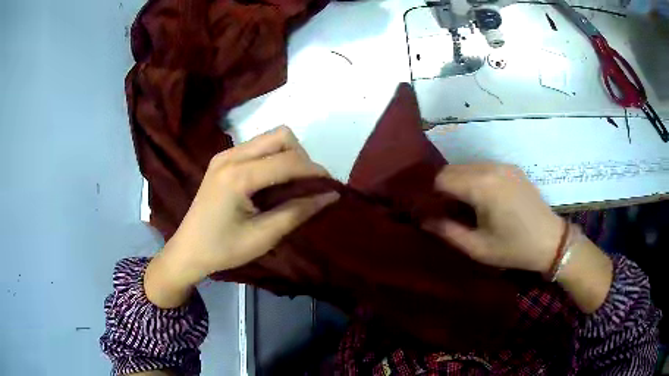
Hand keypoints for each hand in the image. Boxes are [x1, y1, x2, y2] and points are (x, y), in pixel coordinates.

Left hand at [145, 126, 338, 307]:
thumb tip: (330, 195)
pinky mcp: (222, 159)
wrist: (188, 250)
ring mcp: (224, 155)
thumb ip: (298, 211)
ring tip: (292, 184)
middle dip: (302, 157)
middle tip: (308, 185)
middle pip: (280, 136)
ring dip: (288, 156)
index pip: (288, 161)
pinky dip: (273, 158)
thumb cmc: (223, 249)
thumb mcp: (264, 236)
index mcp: (238, 176)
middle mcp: (231, 156)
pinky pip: (257, 147)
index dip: (315, 171)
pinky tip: (272, 182)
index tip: (332, 186)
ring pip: (270, 138)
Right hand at [424, 163, 563, 272]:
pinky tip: (482, 198)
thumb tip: (423, 220)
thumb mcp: (478, 248)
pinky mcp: (512, 168)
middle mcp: (490, 168)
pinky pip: (483, 167)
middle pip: (452, 169)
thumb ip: (447, 232)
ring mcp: (503, 165)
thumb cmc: (513, 249)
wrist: (550, 241)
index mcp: (481, 187)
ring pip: (467, 166)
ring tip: (464, 206)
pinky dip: (474, 179)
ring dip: (459, 182)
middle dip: (443, 187)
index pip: (441, 179)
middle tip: (446, 211)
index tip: (432, 212)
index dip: (431, 195)